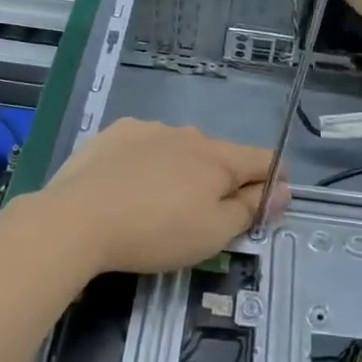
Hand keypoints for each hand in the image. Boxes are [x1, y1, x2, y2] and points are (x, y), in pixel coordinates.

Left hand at [33, 119, 288, 275]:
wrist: (77, 219)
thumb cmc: (156, 232)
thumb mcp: (213, 233)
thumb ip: (251, 208)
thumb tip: (284, 189)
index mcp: (219, 158)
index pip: (265, 159)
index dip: (274, 180)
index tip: (267, 204)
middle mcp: (190, 134)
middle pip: (220, 156)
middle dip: (222, 181)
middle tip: (203, 218)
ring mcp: (150, 129)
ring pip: (180, 149)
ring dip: (182, 171)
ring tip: (158, 206)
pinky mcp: (115, 133)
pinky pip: (145, 146)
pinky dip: (146, 163)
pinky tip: (127, 188)